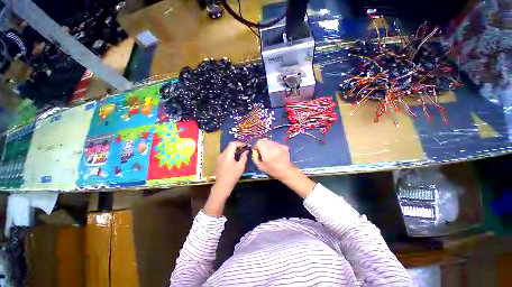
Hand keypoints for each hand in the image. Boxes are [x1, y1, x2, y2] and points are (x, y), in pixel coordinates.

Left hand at [212, 141, 248, 197]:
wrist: (222, 185)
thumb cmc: (232, 176)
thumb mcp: (241, 166)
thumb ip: (244, 157)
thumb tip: (246, 151)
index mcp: (227, 155)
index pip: (232, 144)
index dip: (239, 143)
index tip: (245, 146)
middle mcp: (222, 154)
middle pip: (229, 146)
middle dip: (237, 146)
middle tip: (244, 149)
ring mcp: (219, 158)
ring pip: (227, 150)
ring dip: (234, 150)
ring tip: (241, 153)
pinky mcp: (218, 161)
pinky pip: (225, 154)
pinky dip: (231, 153)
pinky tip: (235, 158)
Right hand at [253, 138, 315, 197]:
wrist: (286, 171)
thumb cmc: (272, 170)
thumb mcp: (260, 166)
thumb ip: (255, 157)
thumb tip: (255, 151)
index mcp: (266, 151)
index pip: (259, 142)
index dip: (257, 146)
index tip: (257, 151)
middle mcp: (273, 146)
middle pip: (264, 140)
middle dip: (262, 145)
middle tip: (263, 151)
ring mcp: (279, 145)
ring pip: (270, 141)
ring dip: (268, 145)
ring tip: (270, 153)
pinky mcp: (284, 146)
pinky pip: (276, 144)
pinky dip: (274, 147)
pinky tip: (276, 153)